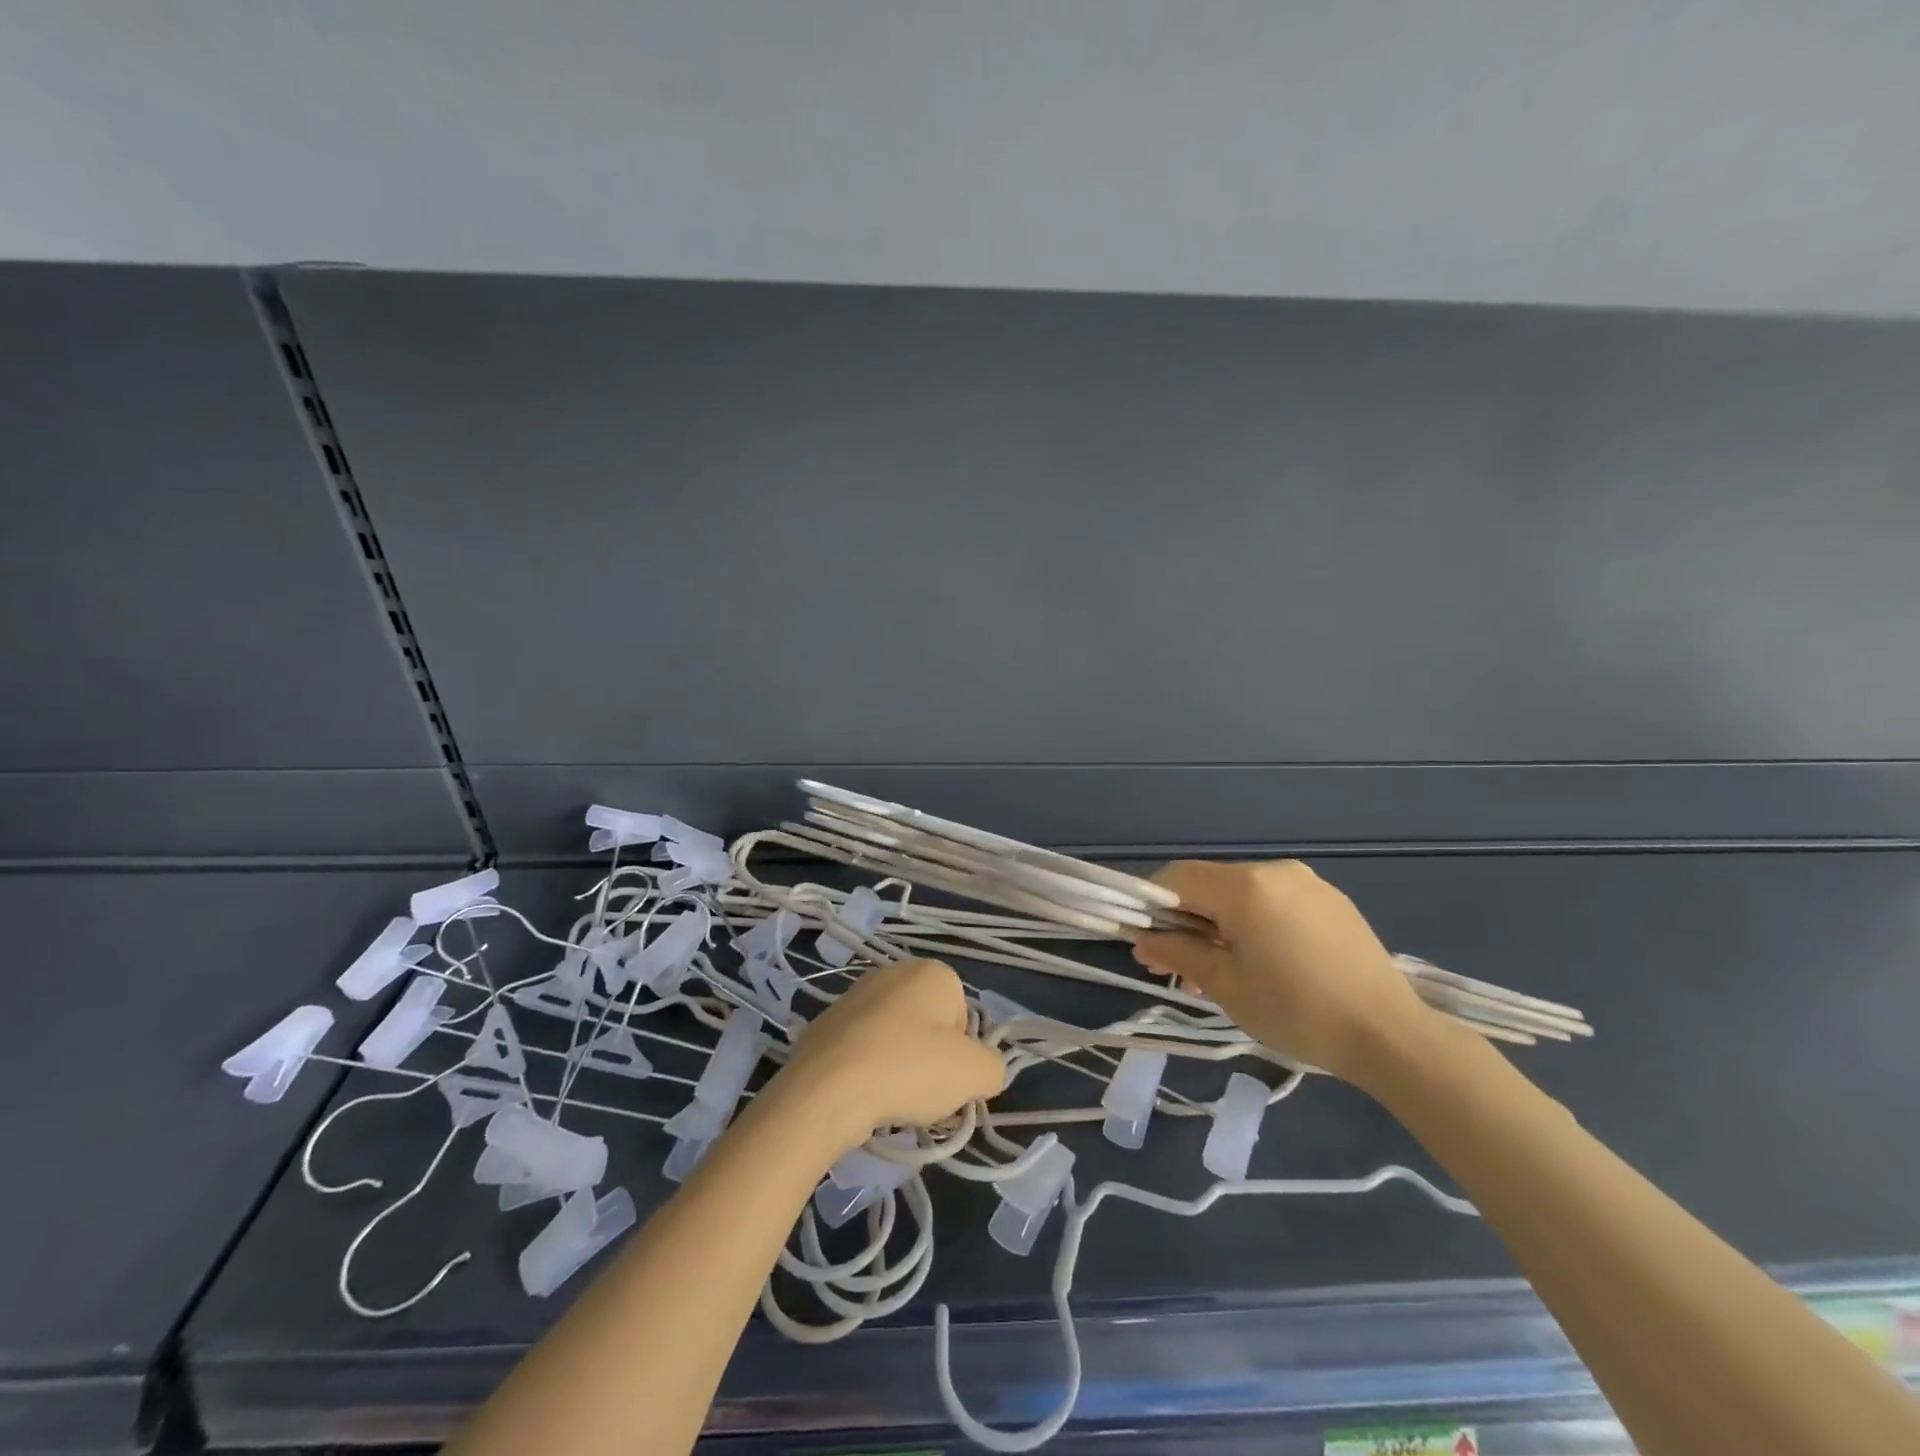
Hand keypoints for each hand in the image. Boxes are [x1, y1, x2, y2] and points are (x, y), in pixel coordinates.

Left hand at [768, 958, 1006, 1153]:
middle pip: (929, 1025)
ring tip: (890, 1099)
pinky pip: (862, 1050)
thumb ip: (993, 1067)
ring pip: (895, 1038)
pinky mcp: (827, 1022)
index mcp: (932, 972)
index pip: (964, 1016)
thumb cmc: (910, 1069)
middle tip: (923, 1093)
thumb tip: (984, 1070)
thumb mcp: (974, 1073)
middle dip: (930, 1059)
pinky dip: (867, 1071)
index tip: (949, 1080)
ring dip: (898, 1067)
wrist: (827, 1087)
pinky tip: (862, 1096)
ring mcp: (855, 995)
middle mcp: (894, 972)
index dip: (962, 1054)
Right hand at [1132, 860, 1434, 1084]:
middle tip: (1179, 966)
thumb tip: (1143, 940)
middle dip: (1186, 920)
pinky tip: (1262, 963)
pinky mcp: (1330, 901)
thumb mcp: (1226, 985)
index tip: (1147, 942)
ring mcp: (1307, 883)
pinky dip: (1254, 924)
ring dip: (1219, 924)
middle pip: (1209, 885)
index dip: (1152, 905)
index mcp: (1245, 886)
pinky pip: (1274, 902)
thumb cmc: (1297, 1010)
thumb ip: (1178, 953)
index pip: (1177, 878)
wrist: (1391, 1035)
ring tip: (1220, 972)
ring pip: (1241, 894)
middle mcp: (1274, 871)